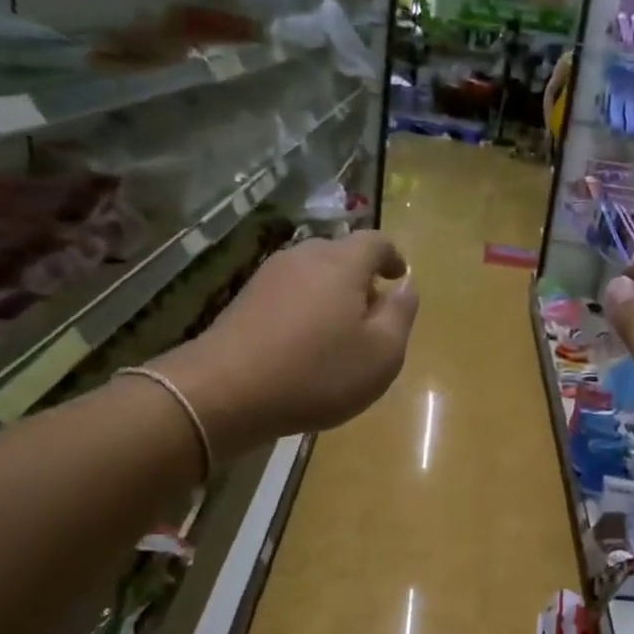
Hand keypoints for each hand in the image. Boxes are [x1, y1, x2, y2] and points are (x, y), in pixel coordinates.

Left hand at [152, 231, 418, 459]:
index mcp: (342, 263)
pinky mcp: (245, 300)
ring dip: (332, 296)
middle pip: (341, 255)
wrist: (226, 391)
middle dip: (361, 279)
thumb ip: (401, 315)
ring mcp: (269, 276)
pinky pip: (289, 295)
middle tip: (373, 316)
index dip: (393, 257)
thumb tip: (407, 286)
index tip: (399, 278)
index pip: (376, 241)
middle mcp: (304, 257)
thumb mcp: (381, 354)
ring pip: (312, 275)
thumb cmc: (318, 373)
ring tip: (339, 335)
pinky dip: (305, 310)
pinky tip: (304, 346)